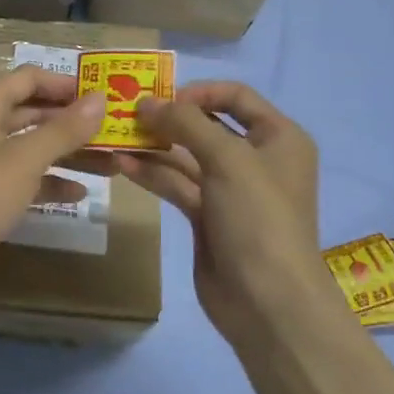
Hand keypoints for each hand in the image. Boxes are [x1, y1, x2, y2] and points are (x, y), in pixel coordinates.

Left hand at [0, 66, 105, 312]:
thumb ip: (64, 128)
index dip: (66, 83)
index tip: (105, 95)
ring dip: (68, 154)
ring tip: (111, 164)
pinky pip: (25, 178)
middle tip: (115, 131)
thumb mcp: (25, 158)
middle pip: (34, 112)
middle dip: (73, 122)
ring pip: (32, 147)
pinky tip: (81, 193)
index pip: (30, 78)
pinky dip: (50, 182)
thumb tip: (100, 98)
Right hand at [113, 82, 337, 346]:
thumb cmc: (258, 218)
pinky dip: (153, 173)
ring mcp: (230, 190)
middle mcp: (256, 159)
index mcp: (278, 137)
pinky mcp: (207, 216)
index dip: (199, 91)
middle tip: (126, 111)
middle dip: (169, 118)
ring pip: (187, 156)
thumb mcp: (227, 159)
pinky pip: (177, 185)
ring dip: (154, 145)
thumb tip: (146, 102)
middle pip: (207, 125)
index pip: (236, 97)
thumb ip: (185, 123)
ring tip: (115, 134)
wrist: (268, 302)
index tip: (161, 96)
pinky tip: (122, 163)